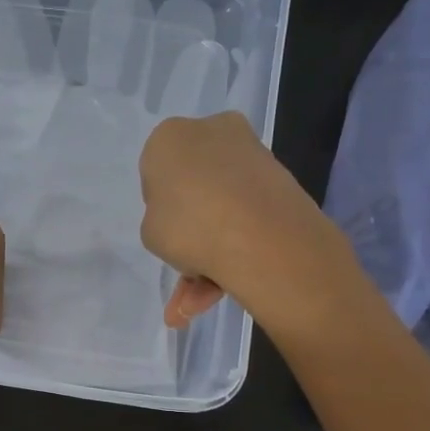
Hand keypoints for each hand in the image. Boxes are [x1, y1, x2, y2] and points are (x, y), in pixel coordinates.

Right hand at [139, 112, 360, 335]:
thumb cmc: (187, 226)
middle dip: (191, 230)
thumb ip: (160, 221)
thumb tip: (185, 224)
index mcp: (169, 137)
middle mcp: (211, 131)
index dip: (159, 206)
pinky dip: (236, 248)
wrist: (259, 236)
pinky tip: (222, 289)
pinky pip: (247, 213)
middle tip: (187, 268)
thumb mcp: (150, 232)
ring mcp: (250, 152)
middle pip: (195, 184)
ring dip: (211, 251)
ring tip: (202, 299)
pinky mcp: (279, 177)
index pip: (155, 170)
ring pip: (223, 204)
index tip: (166, 231)